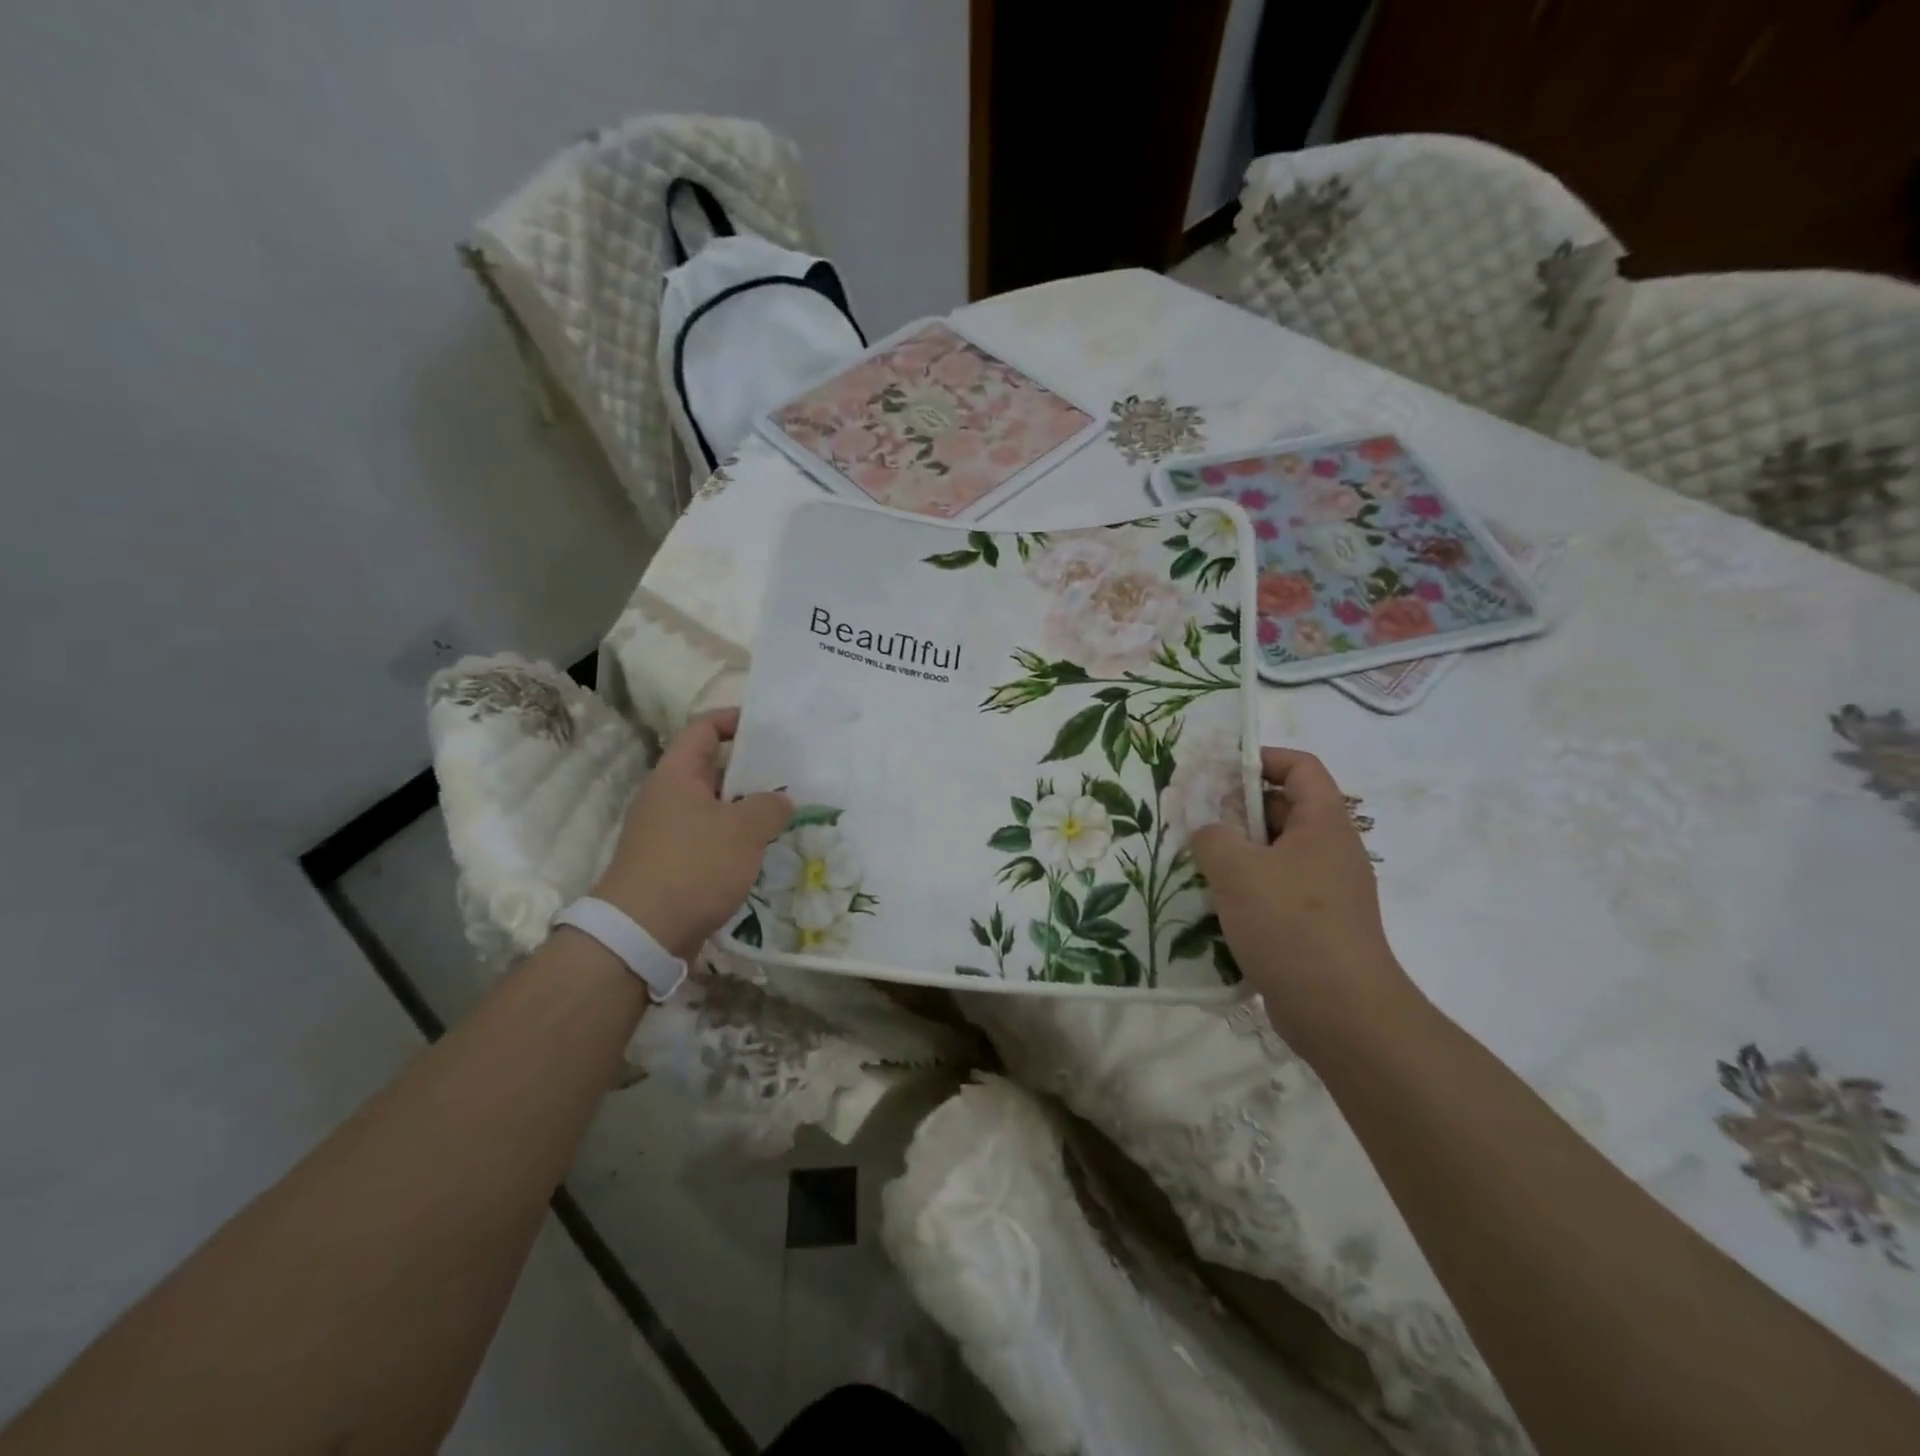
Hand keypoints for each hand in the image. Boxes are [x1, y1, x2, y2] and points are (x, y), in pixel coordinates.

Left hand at [590, 710, 791, 959]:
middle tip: (790, 774)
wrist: (642, 934)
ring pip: (714, 808)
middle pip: (711, 769)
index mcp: (676, 775)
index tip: (768, 726)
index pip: (703, 729)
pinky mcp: (672, 864)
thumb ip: (770, 806)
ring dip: (746, 809)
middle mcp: (667, 798)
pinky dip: (736, 840)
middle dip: (751, 770)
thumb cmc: (693, 866)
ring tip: (785, 813)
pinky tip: (763, 851)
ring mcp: (667, 833)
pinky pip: (710, 839)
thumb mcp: (743, 830)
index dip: (733, 720)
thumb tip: (781, 801)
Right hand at [1190, 747, 1413, 1054]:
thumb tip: (1207, 831)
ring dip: (1235, 852)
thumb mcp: (1238, 870)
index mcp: (1324, 824)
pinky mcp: (1313, 925)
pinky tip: (1211, 903)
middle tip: (1191, 816)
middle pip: (1283, 809)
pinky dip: (1244, 888)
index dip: (1261, 758)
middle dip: (1236, 808)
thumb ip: (1212, 836)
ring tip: (1192, 859)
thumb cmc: (1291, 924)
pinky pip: (1274, 890)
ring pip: (1274, 853)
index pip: (1300, 767)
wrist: (1340, 1012)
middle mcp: (1329, 851)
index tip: (1217, 770)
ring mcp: (1324, 890)